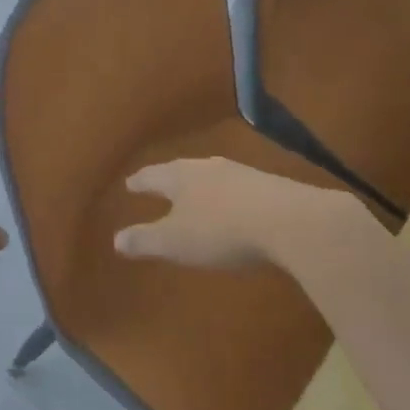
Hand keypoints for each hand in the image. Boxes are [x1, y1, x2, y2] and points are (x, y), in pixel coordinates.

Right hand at [113, 157, 356, 269]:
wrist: (293, 223)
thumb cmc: (221, 231)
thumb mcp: (175, 242)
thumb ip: (145, 240)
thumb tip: (116, 239)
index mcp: (180, 177)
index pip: (152, 176)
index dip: (139, 182)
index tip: (129, 184)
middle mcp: (208, 167)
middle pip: (183, 171)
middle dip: (170, 180)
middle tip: (160, 186)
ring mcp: (243, 174)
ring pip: (213, 177)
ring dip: (202, 187)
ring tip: (195, 196)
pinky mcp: (271, 187)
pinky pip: (239, 189)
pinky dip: (229, 198)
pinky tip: (234, 209)